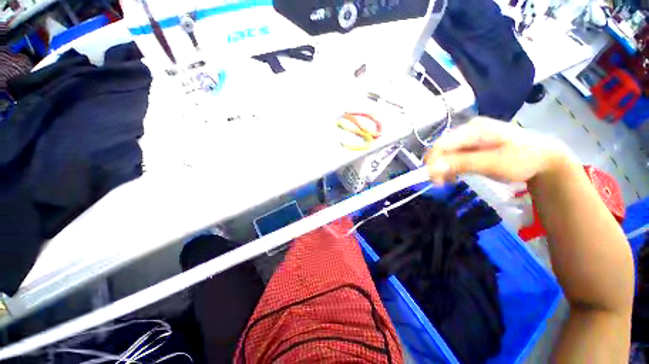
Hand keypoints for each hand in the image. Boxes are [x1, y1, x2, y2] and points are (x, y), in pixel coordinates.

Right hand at [424, 117, 567, 183]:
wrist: (544, 158)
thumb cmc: (523, 159)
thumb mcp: (493, 163)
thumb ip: (462, 164)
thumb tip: (432, 168)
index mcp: (473, 129)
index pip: (441, 144)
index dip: (432, 162)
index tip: (434, 181)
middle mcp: (467, 130)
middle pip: (441, 148)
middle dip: (437, 167)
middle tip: (441, 184)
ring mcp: (468, 137)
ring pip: (444, 153)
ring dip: (443, 168)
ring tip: (448, 182)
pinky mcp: (470, 146)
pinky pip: (452, 156)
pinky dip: (450, 167)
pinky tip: (454, 175)